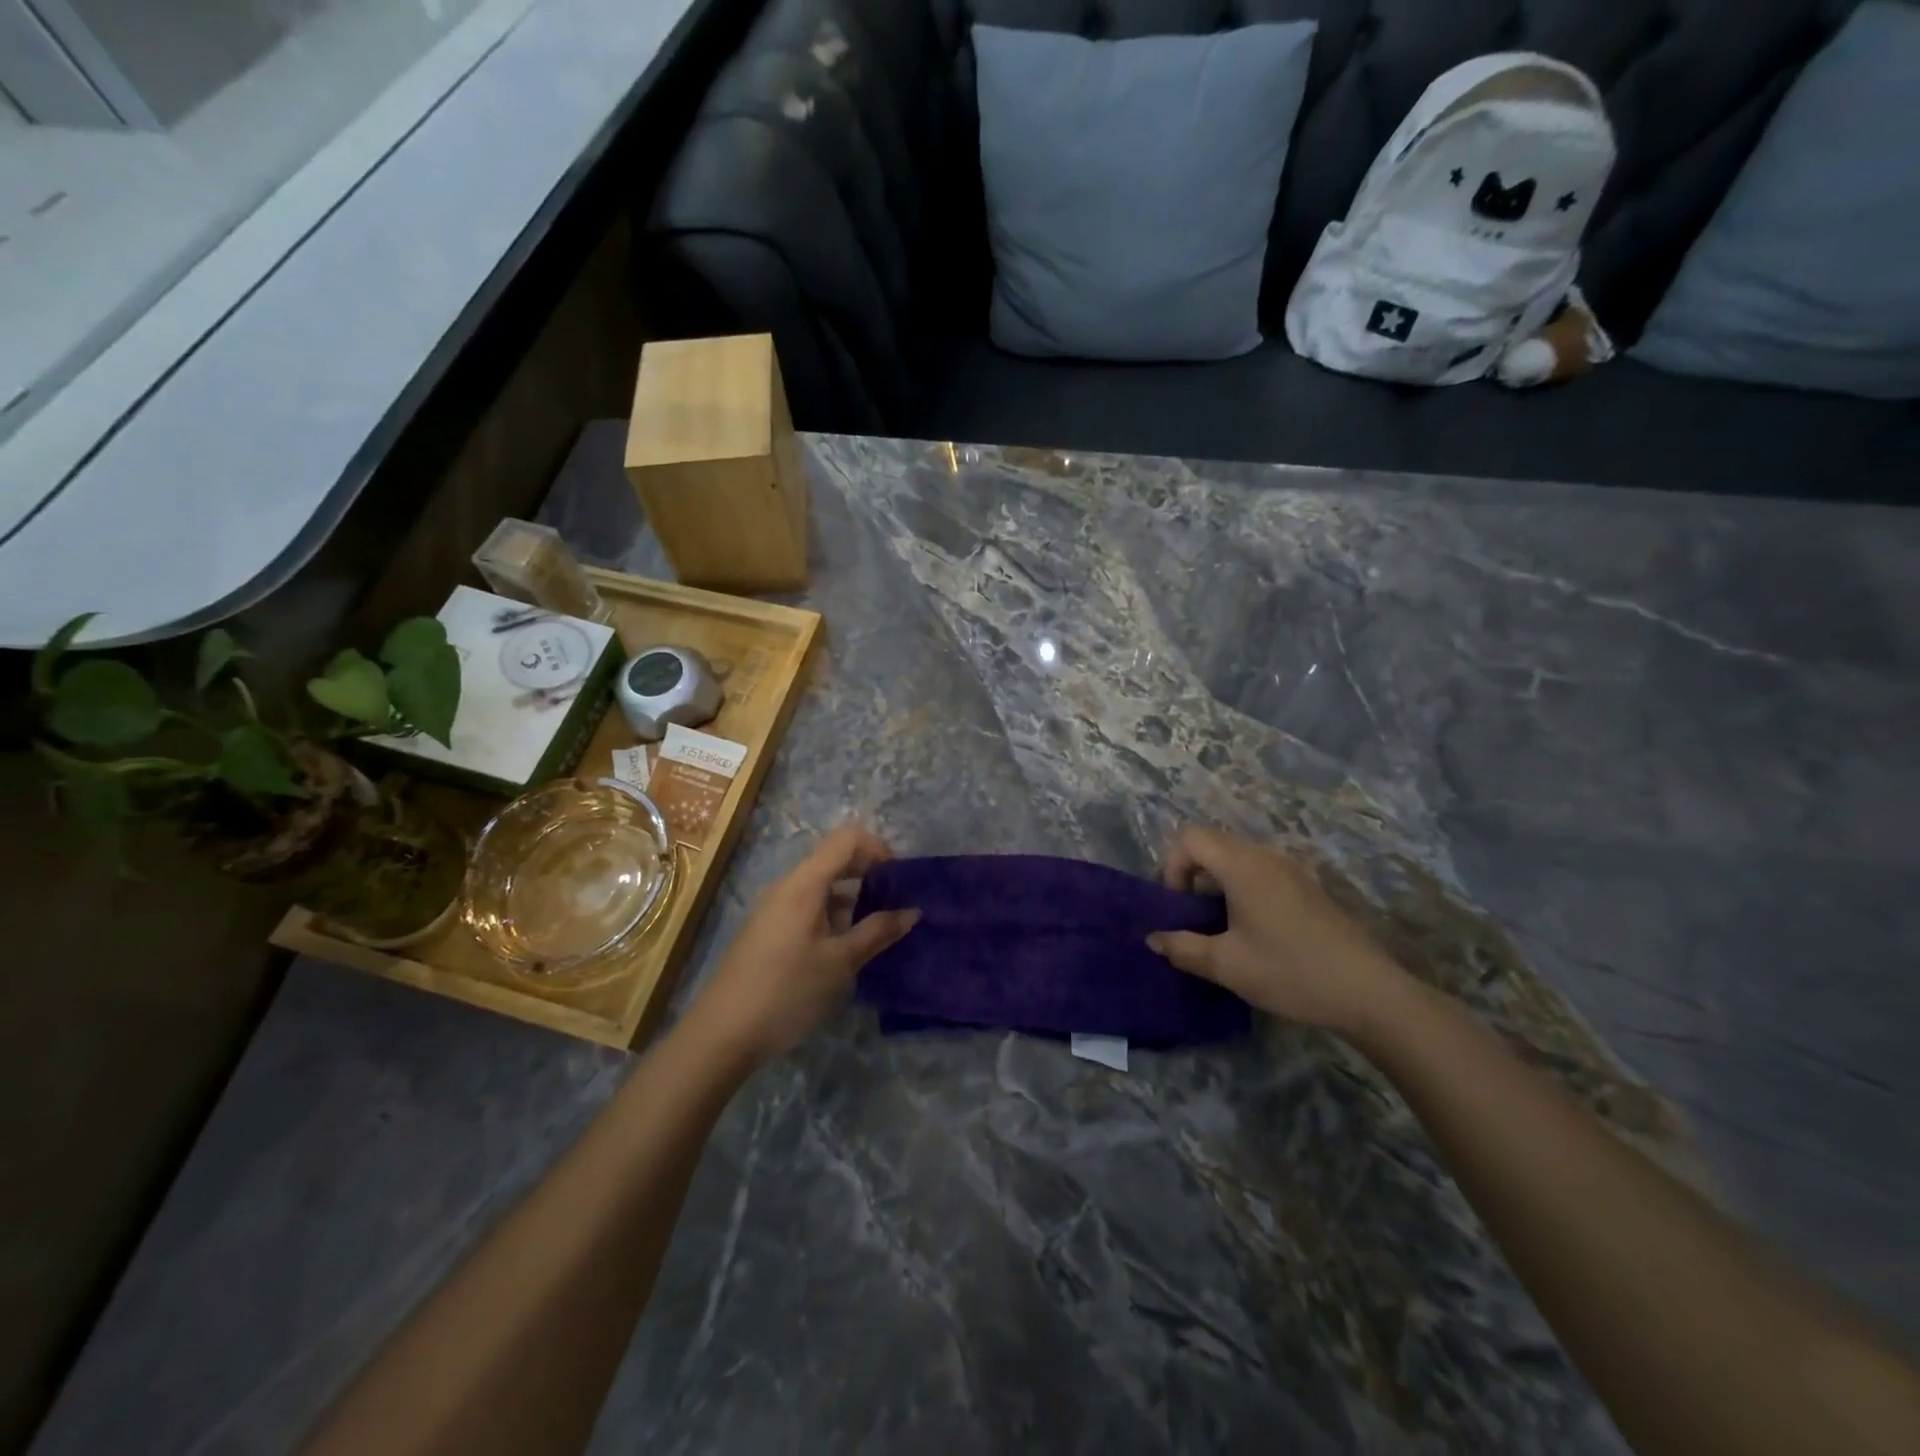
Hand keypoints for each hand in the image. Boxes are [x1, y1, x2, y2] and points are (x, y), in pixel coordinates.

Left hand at [684, 824, 918, 1066]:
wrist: (722, 1034)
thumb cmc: (787, 992)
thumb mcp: (841, 963)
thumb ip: (878, 932)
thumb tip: (912, 911)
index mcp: (804, 883)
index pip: (846, 839)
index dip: (878, 848)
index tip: (898, 879)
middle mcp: (787, 886)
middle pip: (833, 859)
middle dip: (868, 873)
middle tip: (894, 904)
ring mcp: (774, 908)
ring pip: (821, 886)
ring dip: (851, 898)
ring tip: (875, 931)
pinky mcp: (768, 930)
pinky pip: (807, 906)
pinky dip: (832, 915)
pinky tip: (844, 948)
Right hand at [1148, 825, 1409, 1033]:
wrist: (1369, 992)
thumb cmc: (1290, 972)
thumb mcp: (1227, 965)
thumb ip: (1183, 948)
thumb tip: (1153, 939)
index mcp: (1242, 866)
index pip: (1190, 838)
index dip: (1172, 866)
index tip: (1177, 906)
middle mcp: (1266, 856)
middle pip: (1212, 843)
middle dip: (1190, 873)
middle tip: (1189, 915)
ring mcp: (1291, 869)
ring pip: (1237, 857)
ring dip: (1216, 882)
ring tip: (1218, 925)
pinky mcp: (1307, 886)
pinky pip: (1260, 871)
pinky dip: (1241, 888)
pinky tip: (1252, 930)